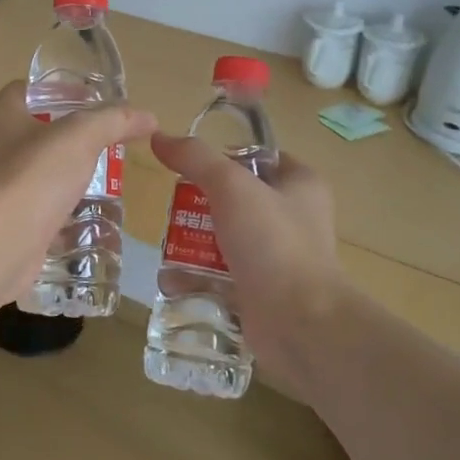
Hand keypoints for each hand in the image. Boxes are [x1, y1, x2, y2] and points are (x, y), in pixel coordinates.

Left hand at [0, 82, 156, 308]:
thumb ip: (114, 121)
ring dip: (67, 175)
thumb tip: (148, 116)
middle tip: (106, 142)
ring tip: (104, 179)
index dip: (58, 89)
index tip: (92, 99)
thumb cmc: (34, 176)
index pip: (26, 90)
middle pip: (34, 132)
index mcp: (1, 117)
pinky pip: (39, 209)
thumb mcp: (81, 137)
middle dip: (69, 136)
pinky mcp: (7, 223)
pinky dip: (62, 211)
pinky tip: (89, 217)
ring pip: (38, 173)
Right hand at [148, 133, 346, 400]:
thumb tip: (160, 137)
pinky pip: (221, 276)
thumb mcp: (231, 187)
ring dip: (192, 243)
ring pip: (225, 239)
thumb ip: (195, 158)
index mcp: (300, 184)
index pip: (257, 157)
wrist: (300, 322)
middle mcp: (293, 217)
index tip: (188, 166)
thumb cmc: (272, 243)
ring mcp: (277, 257)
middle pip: (235, 199)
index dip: (223, 157)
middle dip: (198, 205)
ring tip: (164, 244)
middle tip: (170, 209)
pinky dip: (196, 278)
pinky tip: (169, 280)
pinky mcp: (261, 290)